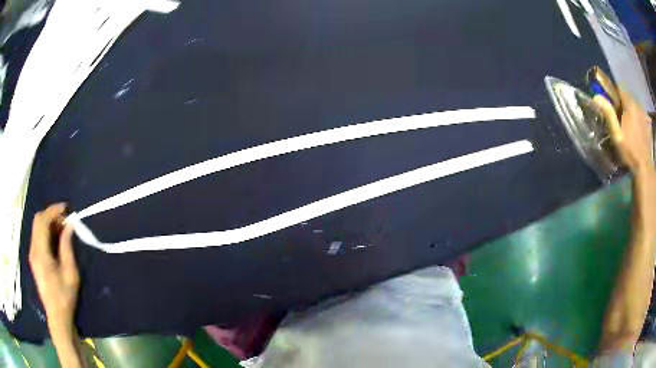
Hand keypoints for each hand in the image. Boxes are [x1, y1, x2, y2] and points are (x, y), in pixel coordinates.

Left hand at [29, 203, 79, 336]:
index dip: (53, 210)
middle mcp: (33, 249)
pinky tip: (54, 240)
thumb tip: (69, 225)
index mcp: (41, 253)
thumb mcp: (70, 273)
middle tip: (64, 220)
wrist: (57, 316)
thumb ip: (67, 247)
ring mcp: (32, 253)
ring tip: (61, 229)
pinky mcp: (33, 258)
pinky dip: (45, 231)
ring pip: (36, 227)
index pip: (43, 221)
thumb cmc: (65, 296)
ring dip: (48, 223)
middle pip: (37, 220)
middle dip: (50, 214)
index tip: (66, 209)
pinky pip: (37, 236)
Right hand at [593, 88, 653, 174]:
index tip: (612, 106)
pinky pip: (641, 114)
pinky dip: (639, 118)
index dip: (614, 95)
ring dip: (632, 111)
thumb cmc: (630, 151)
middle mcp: (637, 103)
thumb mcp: (617, 135)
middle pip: (627, 97)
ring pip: (635, 105)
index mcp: (629, 103)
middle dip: (623, 104)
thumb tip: (596, 96)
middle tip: (621, 119)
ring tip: (630, 126)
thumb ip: (608, 114)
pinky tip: (638, 130)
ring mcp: (644, 113)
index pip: (618, 88)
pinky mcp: (648, 122)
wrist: (645, 168)